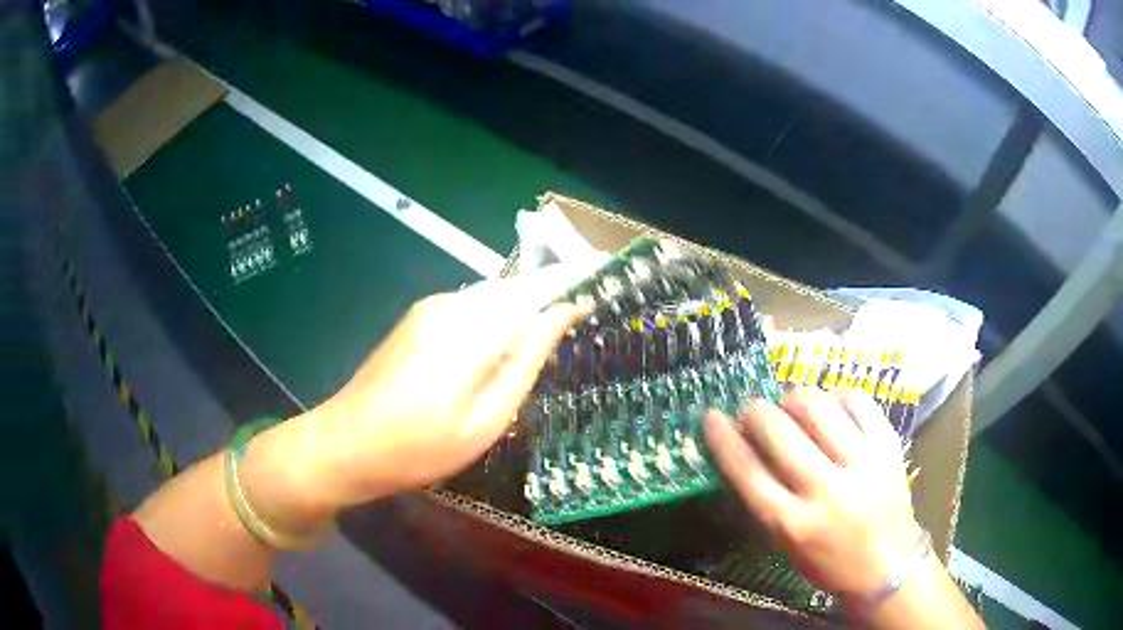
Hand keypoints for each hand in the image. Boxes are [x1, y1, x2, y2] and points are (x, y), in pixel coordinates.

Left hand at [248, 264, 593, 532]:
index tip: (599, 280)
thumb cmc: (420, 446)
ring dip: (518, 313)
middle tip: (570, 327)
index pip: (537, 289)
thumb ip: (525, 361)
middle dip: (546, 299)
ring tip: (534, 347)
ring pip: (492, 298)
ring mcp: (429, 308)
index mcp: (473, 328)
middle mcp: (452, 304)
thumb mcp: (486, 419)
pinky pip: (470, 308)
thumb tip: (561, 315)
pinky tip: (491, 355)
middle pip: (515, 289)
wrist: (347, 443)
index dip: (571, 281)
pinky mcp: (417, 318)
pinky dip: (492, 322)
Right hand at [704, 388, 921, 597]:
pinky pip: (858, 402)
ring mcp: (862, 464)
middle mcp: (826, 491)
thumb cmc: (828, 562)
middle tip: (753, 410)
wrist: (889, 567)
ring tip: (791, 404)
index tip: (712, 417)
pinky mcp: (888, 447)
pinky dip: (837, 397)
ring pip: (818, 408)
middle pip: (780, 432)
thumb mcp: (786, 544)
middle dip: (756, 411)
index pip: (748, 472)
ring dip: (795, 398)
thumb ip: (767, 499)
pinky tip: (831, 406)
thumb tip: (746, 449)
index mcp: (793, 524)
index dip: (724, 439)